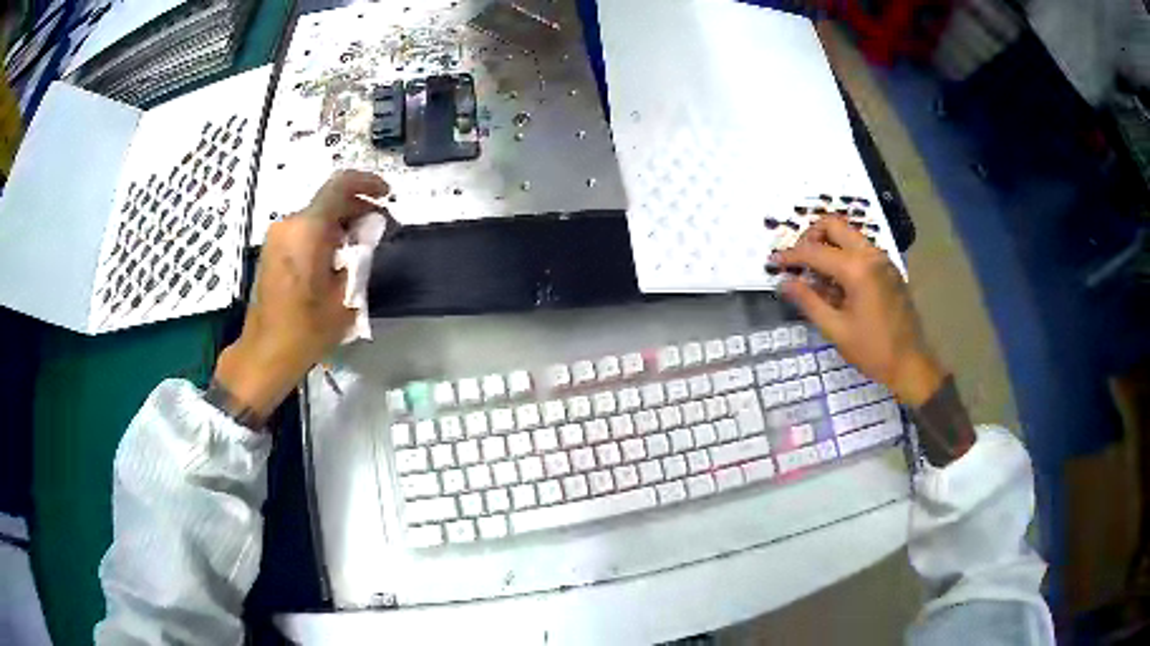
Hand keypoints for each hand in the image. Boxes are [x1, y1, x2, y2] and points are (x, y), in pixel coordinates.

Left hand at [213, 171, 388, 421]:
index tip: (386, 196)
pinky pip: (303, 230)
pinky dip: (324, 235)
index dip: (368, 183)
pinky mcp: (272, 250)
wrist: (264, 353)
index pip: (340, 185)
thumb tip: (368, 234)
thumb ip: (360, 257)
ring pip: (316, 216)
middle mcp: (289, 224)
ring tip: (359, 250)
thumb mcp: (345, 296)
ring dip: (341, 225)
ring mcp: (277, 236)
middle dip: (357, 210)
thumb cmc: (306, 330)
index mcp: (308, 230)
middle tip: (378, 231)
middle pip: (328, 201)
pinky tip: (336, 260)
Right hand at [772, 218, 944, 406]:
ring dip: (828, 246)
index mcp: (857, 269)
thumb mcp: (835, 329)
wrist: (911, 364)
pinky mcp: (889, 268)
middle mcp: (871, 255)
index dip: (791, 256)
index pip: (815, 251)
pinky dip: (844, 256)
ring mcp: (883, 259)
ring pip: (848, 235)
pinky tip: (838, 285)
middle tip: (799, 261)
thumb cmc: (872, 350)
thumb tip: (784, 282)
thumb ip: (808, 301)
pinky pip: (861, 249)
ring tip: (817, 276)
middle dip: (811, 237)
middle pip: (833, 225)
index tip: (773, 263)